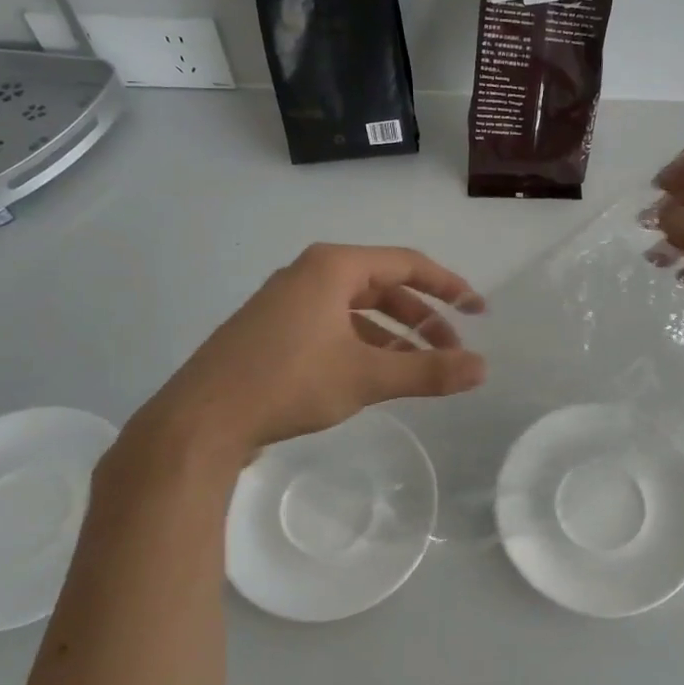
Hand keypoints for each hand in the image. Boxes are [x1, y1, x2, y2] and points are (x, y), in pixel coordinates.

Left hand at [110, 244, 485, 474]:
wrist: (200, 420)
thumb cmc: (287, 383)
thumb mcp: (366, 377)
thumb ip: (428, 371)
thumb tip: (483, 368)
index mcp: (333, 267)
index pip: (407, 264)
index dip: (449, 286)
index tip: (478, 310)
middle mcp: (310, 273)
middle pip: (383, 285)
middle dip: (422, 316)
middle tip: (451, 349)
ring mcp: (287, 301)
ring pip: (357, 308)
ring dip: (394, 333)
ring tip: (419, 366)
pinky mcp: (274, 329)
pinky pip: (333, 324)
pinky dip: (363, 343)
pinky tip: (376, 372)